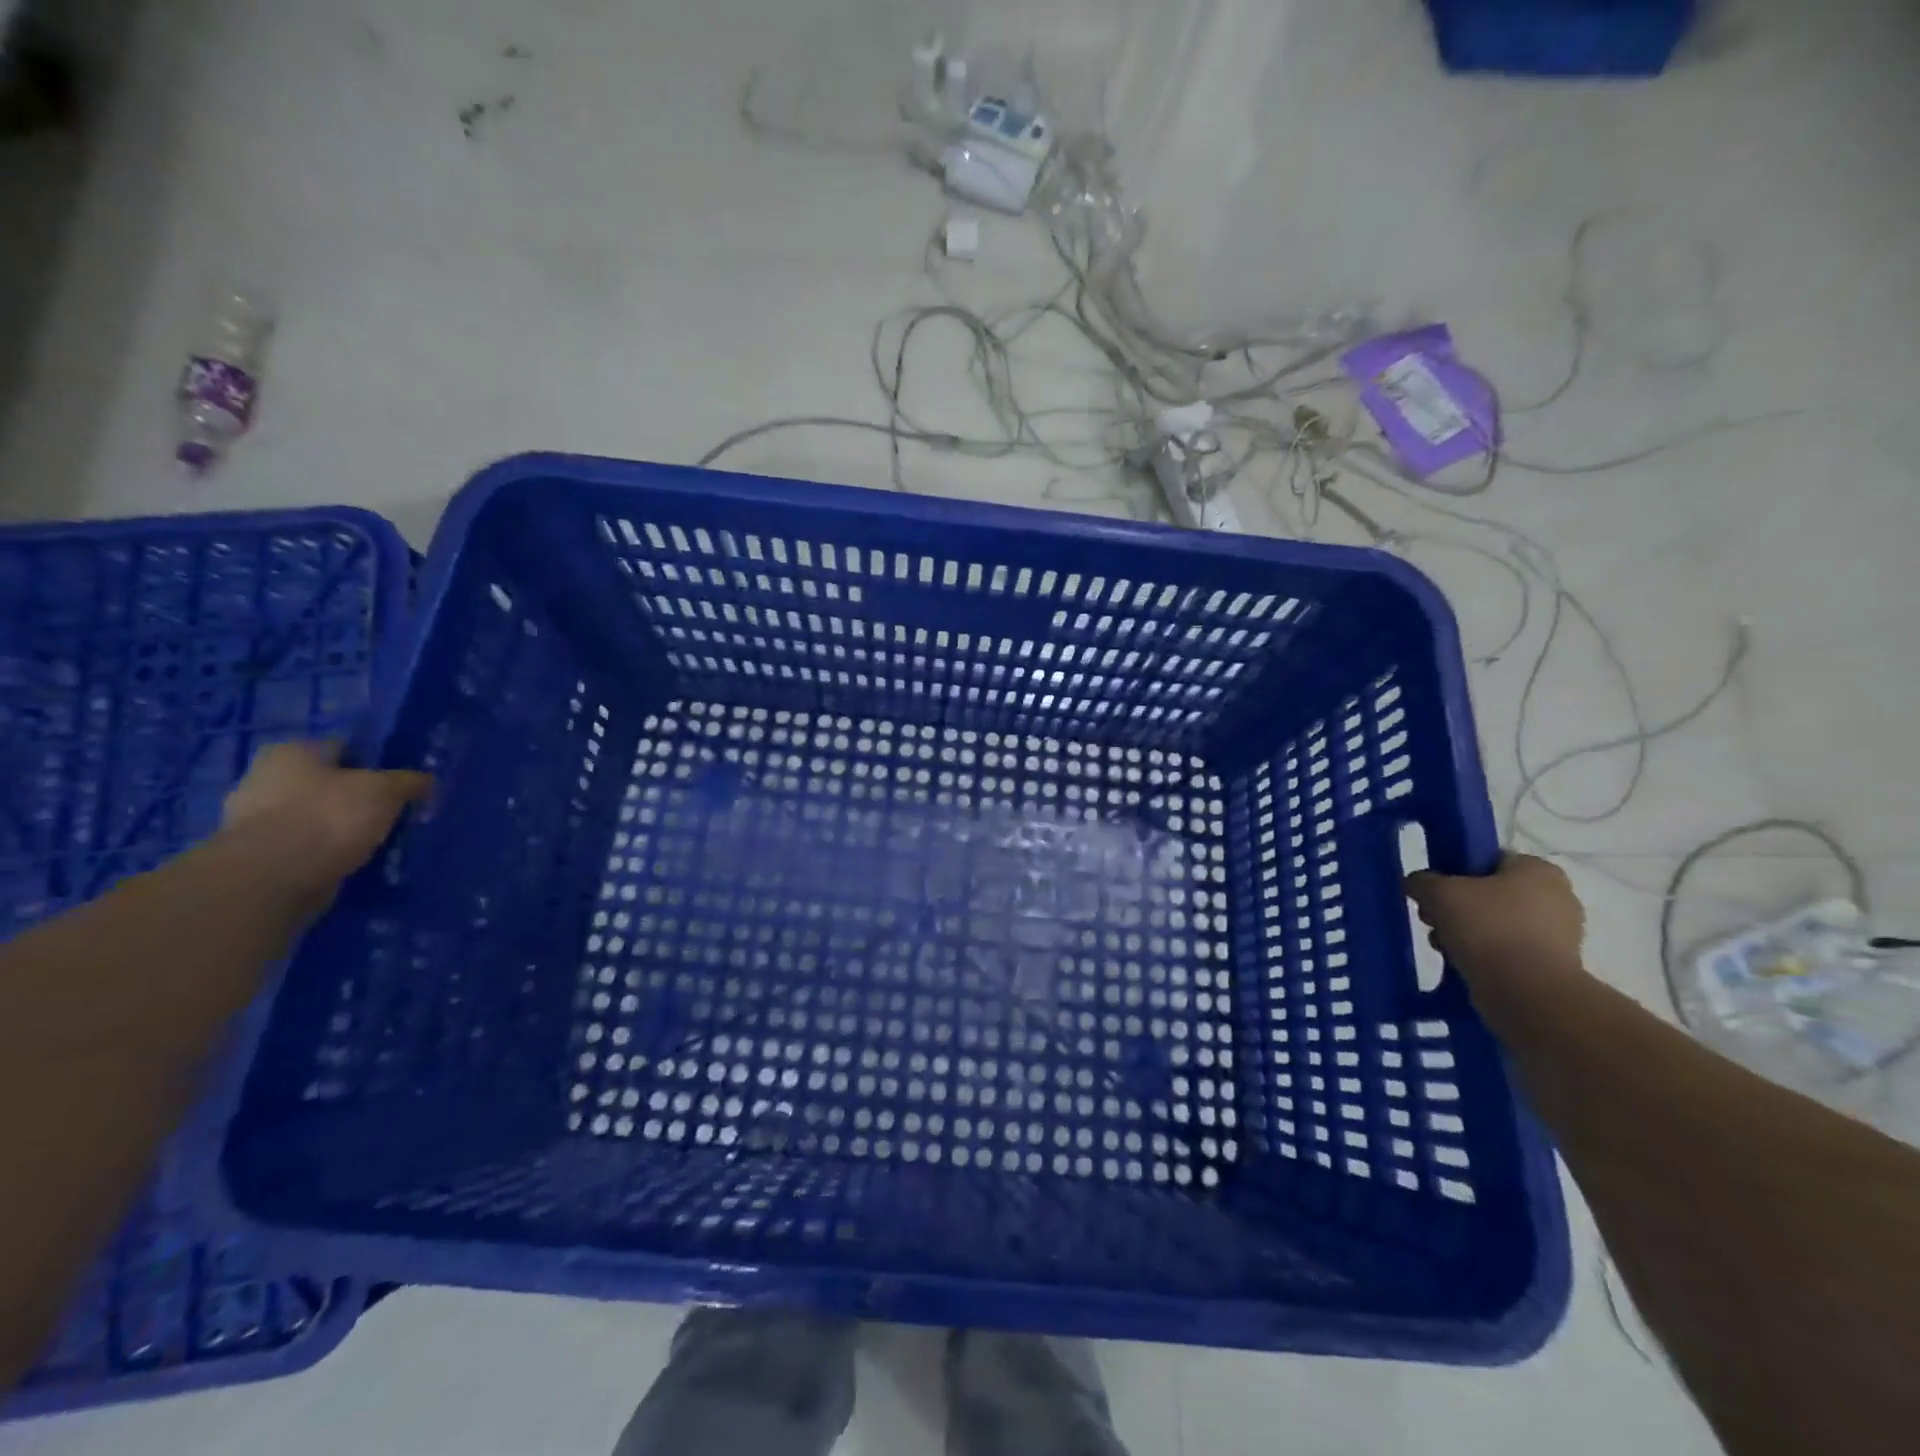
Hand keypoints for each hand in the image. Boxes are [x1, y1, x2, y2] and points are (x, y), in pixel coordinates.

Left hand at [220, 741, 430, 900]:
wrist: (272, 878)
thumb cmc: (330, 817)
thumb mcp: (387, 791)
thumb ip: (410, 781)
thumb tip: (426, 781)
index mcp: (292, 752)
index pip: (345, 747)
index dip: (377, 764)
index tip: (400, 786)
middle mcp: (264, 777)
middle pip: (328, 783)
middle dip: (357, 797)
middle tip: (390, 813)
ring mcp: (253, 818)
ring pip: (316, 815)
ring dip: (342, 826)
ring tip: (376, 841)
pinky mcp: (256, 854)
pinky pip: (305, 845)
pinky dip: (326, 851)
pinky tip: (351, 860)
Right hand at [1405, 854, 1585, 984]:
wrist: (1526, 992)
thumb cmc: (1487, 928)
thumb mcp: (1439, 892)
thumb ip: (1422, 880)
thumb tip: (1417, 883)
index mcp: (1539, 870)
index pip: (1489, 860)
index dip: (1456, 873)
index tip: (1435, 891)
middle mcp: (1557, 897)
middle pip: (1489, 894)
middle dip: (1457, 907)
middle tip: (1434, 920)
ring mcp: (1560, 935)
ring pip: (1496, 924)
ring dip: (1466, 933)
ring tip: (1444, 946)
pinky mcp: (1553, 967)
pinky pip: (1508, 951)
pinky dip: (1485, 956)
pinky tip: (1463, 964)